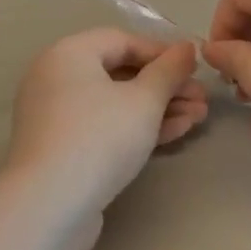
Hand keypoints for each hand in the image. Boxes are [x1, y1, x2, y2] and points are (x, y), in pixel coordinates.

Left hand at [8, 30, 207, 241]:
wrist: (49, 207)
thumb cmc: (99, 138)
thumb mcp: (144, 100)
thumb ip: (169, 71)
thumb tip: (187, 47)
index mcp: (69, 53)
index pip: (122, 41)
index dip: (162, 52)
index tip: (195, 67)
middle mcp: (57, 78)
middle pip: (120, 73)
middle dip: (166, 86)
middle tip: (202, 99)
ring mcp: (57, 116)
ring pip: (116, 103)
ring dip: (158, 108)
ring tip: (198, 117)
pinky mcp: (62, 149)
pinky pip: (104, 126)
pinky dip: (137, 127)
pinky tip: (176, 133)